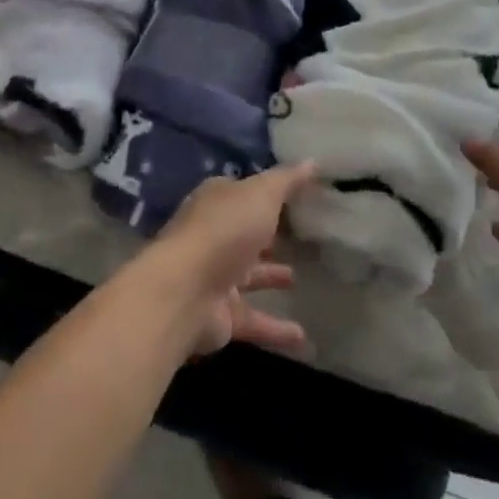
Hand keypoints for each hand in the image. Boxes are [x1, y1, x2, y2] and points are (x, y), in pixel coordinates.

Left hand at [145, 163, 316, 356]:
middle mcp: (213, 235)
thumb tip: (312, 160)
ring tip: (299, 278)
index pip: (243, 193)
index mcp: (217, 202)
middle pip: (244, 232)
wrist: (185, 292)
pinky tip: (303, 337)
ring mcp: (214, 276)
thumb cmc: (224, 231)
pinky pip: (254, 319)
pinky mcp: (220, 315)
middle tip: (299, 236)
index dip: (266, 193)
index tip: (294, 197)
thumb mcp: (261, 194)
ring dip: (270, 276)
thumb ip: (287, 180)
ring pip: (247, 274)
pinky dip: (276, 328)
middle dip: (266, 234)